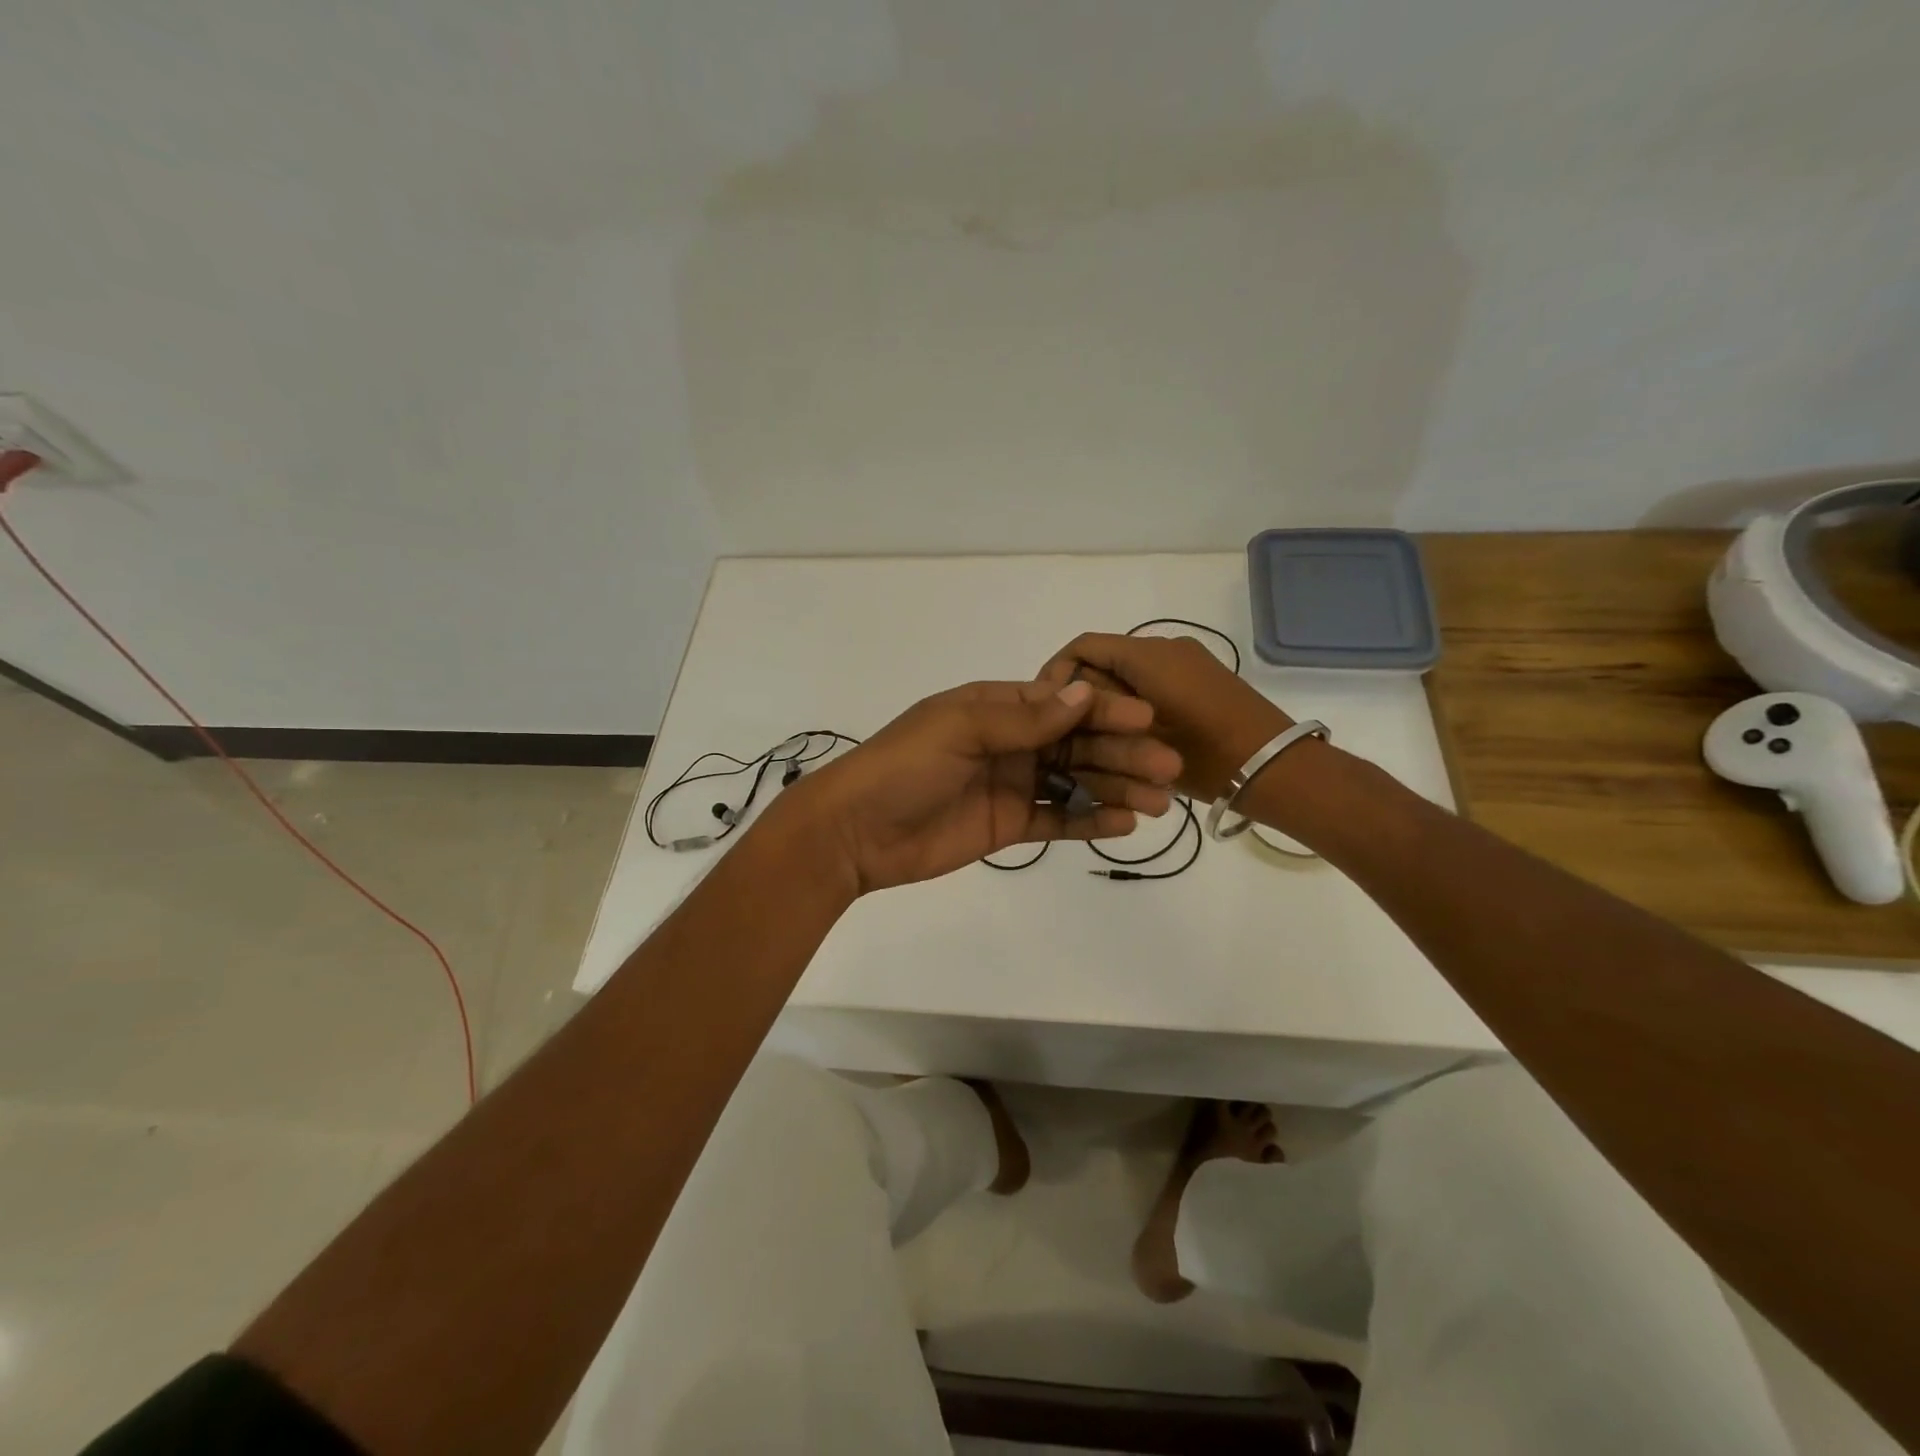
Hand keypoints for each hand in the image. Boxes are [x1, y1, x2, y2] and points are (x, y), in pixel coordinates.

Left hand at [785, 679, 1181, 893]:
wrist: (855, 832)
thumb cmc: (903, 767)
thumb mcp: (959, 729)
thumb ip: (1022, 718)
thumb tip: (1084, 695)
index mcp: (995, 707)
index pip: (1061, 704)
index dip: (1105, 710)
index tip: (1148, 719)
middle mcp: (1009, 742)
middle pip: (1076, 744)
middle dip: (1122, 753)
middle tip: (1167, 767)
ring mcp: (1011, 785)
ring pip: (1074, 782)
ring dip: (1116, 788)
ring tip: (1158, 801)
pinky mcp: (1008, 825)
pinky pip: (1056, 820)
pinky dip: (1089, 821)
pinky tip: (1124, 824)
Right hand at [1038, 634, 1291, 800]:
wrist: (1278, 770)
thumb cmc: (1205, 756)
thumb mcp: (1139, 739)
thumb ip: (1099, 711)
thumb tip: (1068, 700)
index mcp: (1148, 654)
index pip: (1083, 646)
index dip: (1055, 673)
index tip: (1044, 710)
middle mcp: (1166, 648)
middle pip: (1105, 661)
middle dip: (1083, 696)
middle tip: (1069, 737)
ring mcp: (1188, 663)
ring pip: (1129, 676)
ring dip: (1108, 705)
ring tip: (1098, 745)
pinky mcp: (1202, 681)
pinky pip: (1153, 684)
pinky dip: (1134, 708)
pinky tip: (1130, 743)